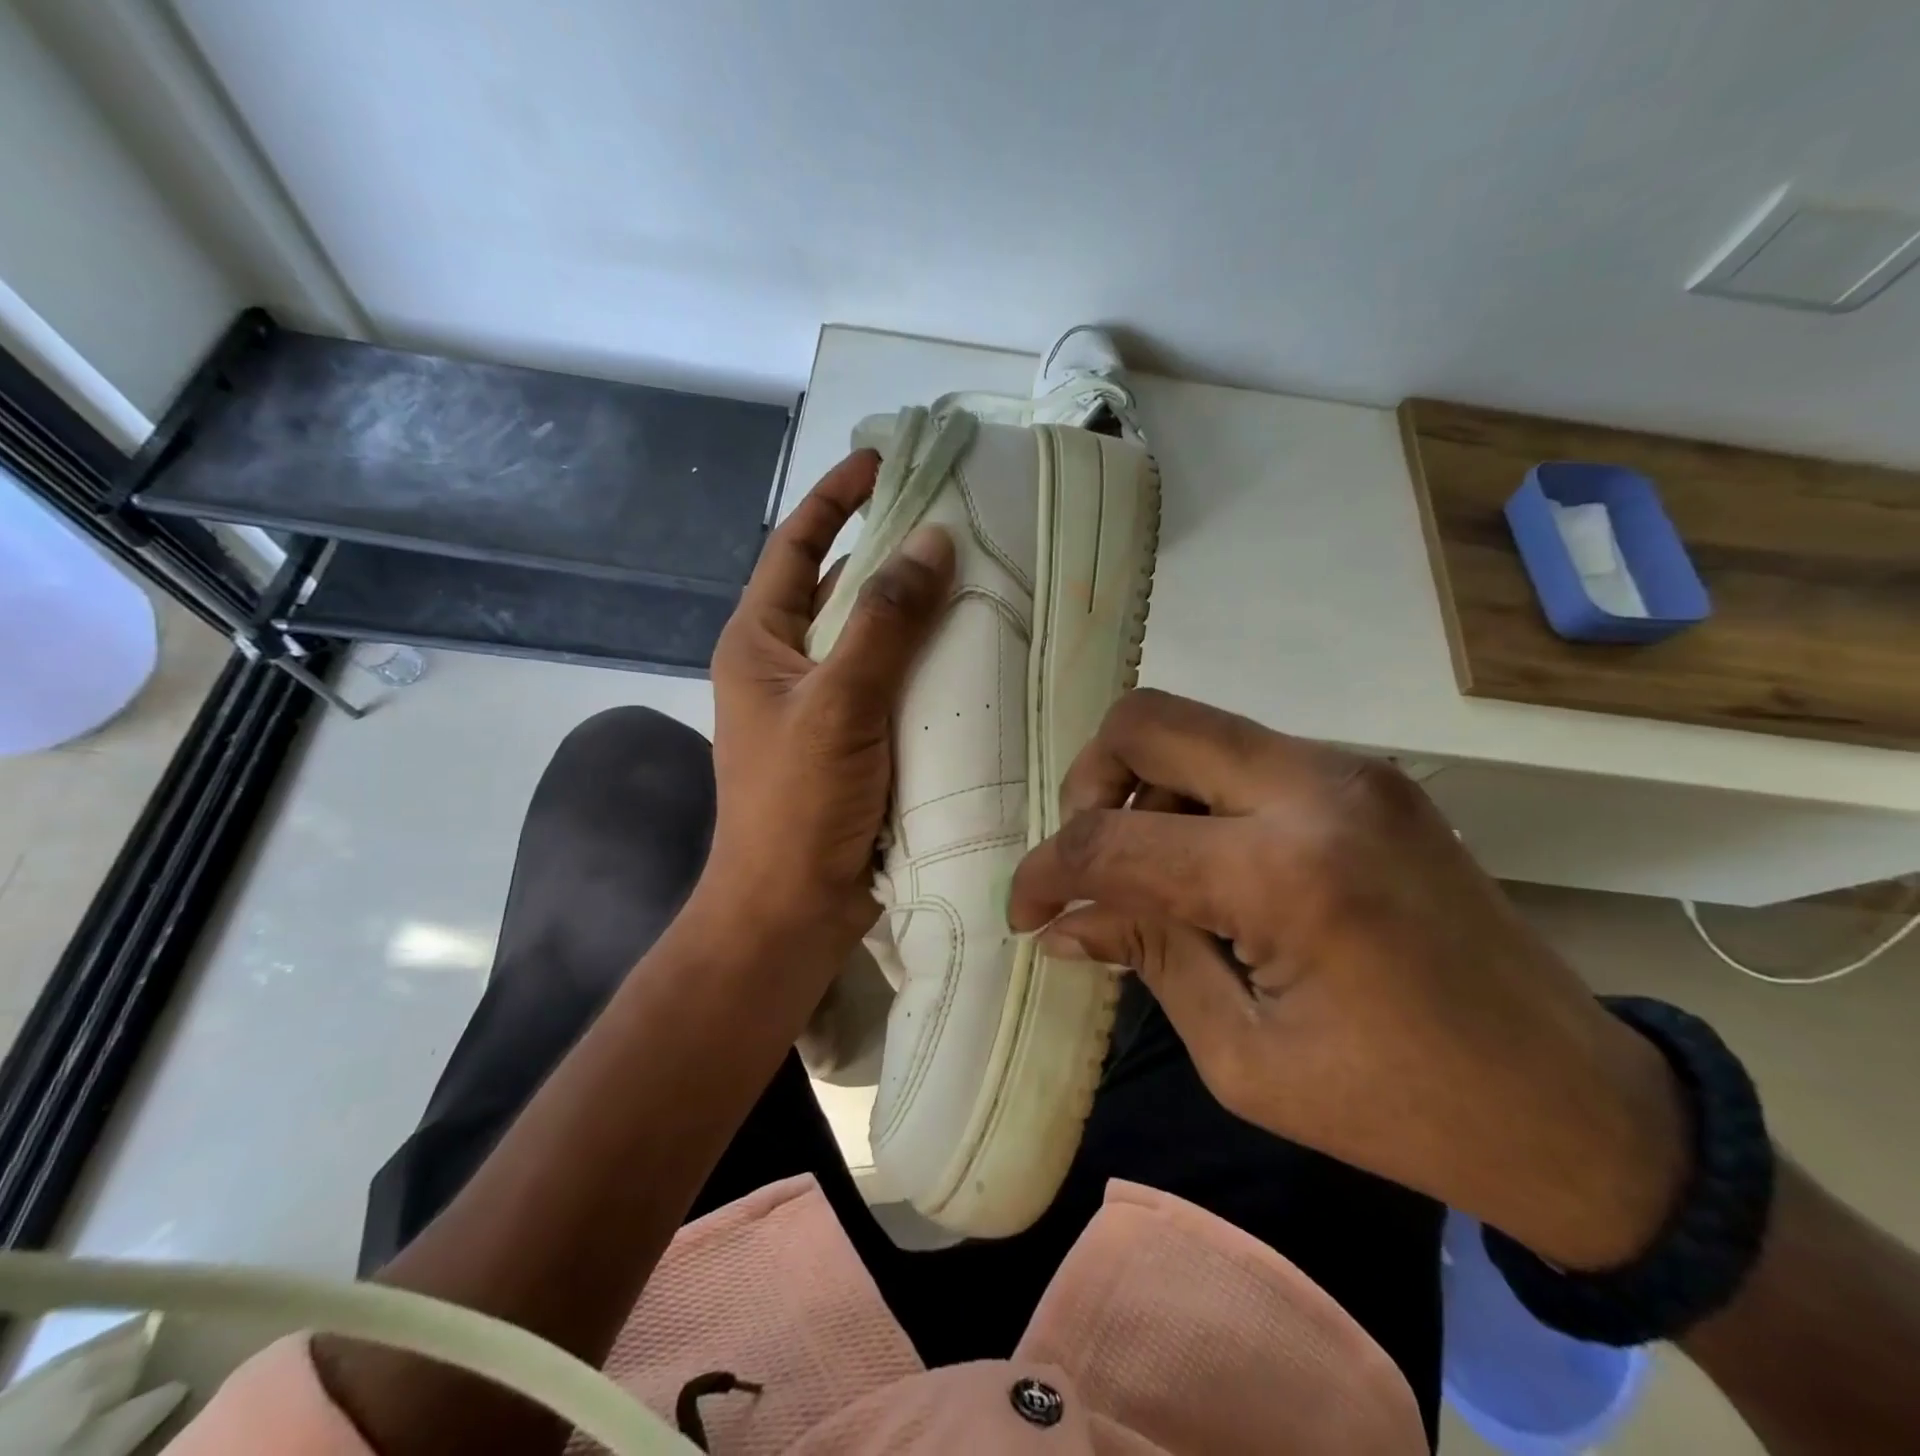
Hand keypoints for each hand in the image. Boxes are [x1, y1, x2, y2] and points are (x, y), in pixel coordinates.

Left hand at [698, 451, 953, 972]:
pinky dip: (927, 666)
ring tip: (978, 579)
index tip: (885, 460)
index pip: (796, 547)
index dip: (836, 498)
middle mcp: (787, 665)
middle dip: (891, 554)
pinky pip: (894, 685)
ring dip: (916, 613)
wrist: (791, 909)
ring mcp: (822, 706)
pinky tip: (974, 655)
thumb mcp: (839, 703)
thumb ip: (884, 622)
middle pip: (842, 589)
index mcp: (759, 642)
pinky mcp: (856, 743)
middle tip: (956, 522)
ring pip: (874, 640)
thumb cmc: (798, 804)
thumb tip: (931, 540)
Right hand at [1010, 688, 1690, 1269]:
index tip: (1024, 911)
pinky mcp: (1367, 777)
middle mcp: (1316, 788)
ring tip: (1151, 873)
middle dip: (1088, 784)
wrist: (1576, 1106)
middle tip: (1087, 858)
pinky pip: (1242, 755)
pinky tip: (1208, 865)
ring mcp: (1349, 770)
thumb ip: (1146, 957)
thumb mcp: (1243, 1055)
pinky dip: (1196, 795)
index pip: (1114, 841)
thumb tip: (1063, 921)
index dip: (1046, 872)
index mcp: (1286, 873)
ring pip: (1193, 728)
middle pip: (1146, 721)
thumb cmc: (1400, 1109)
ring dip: (1143, 787)